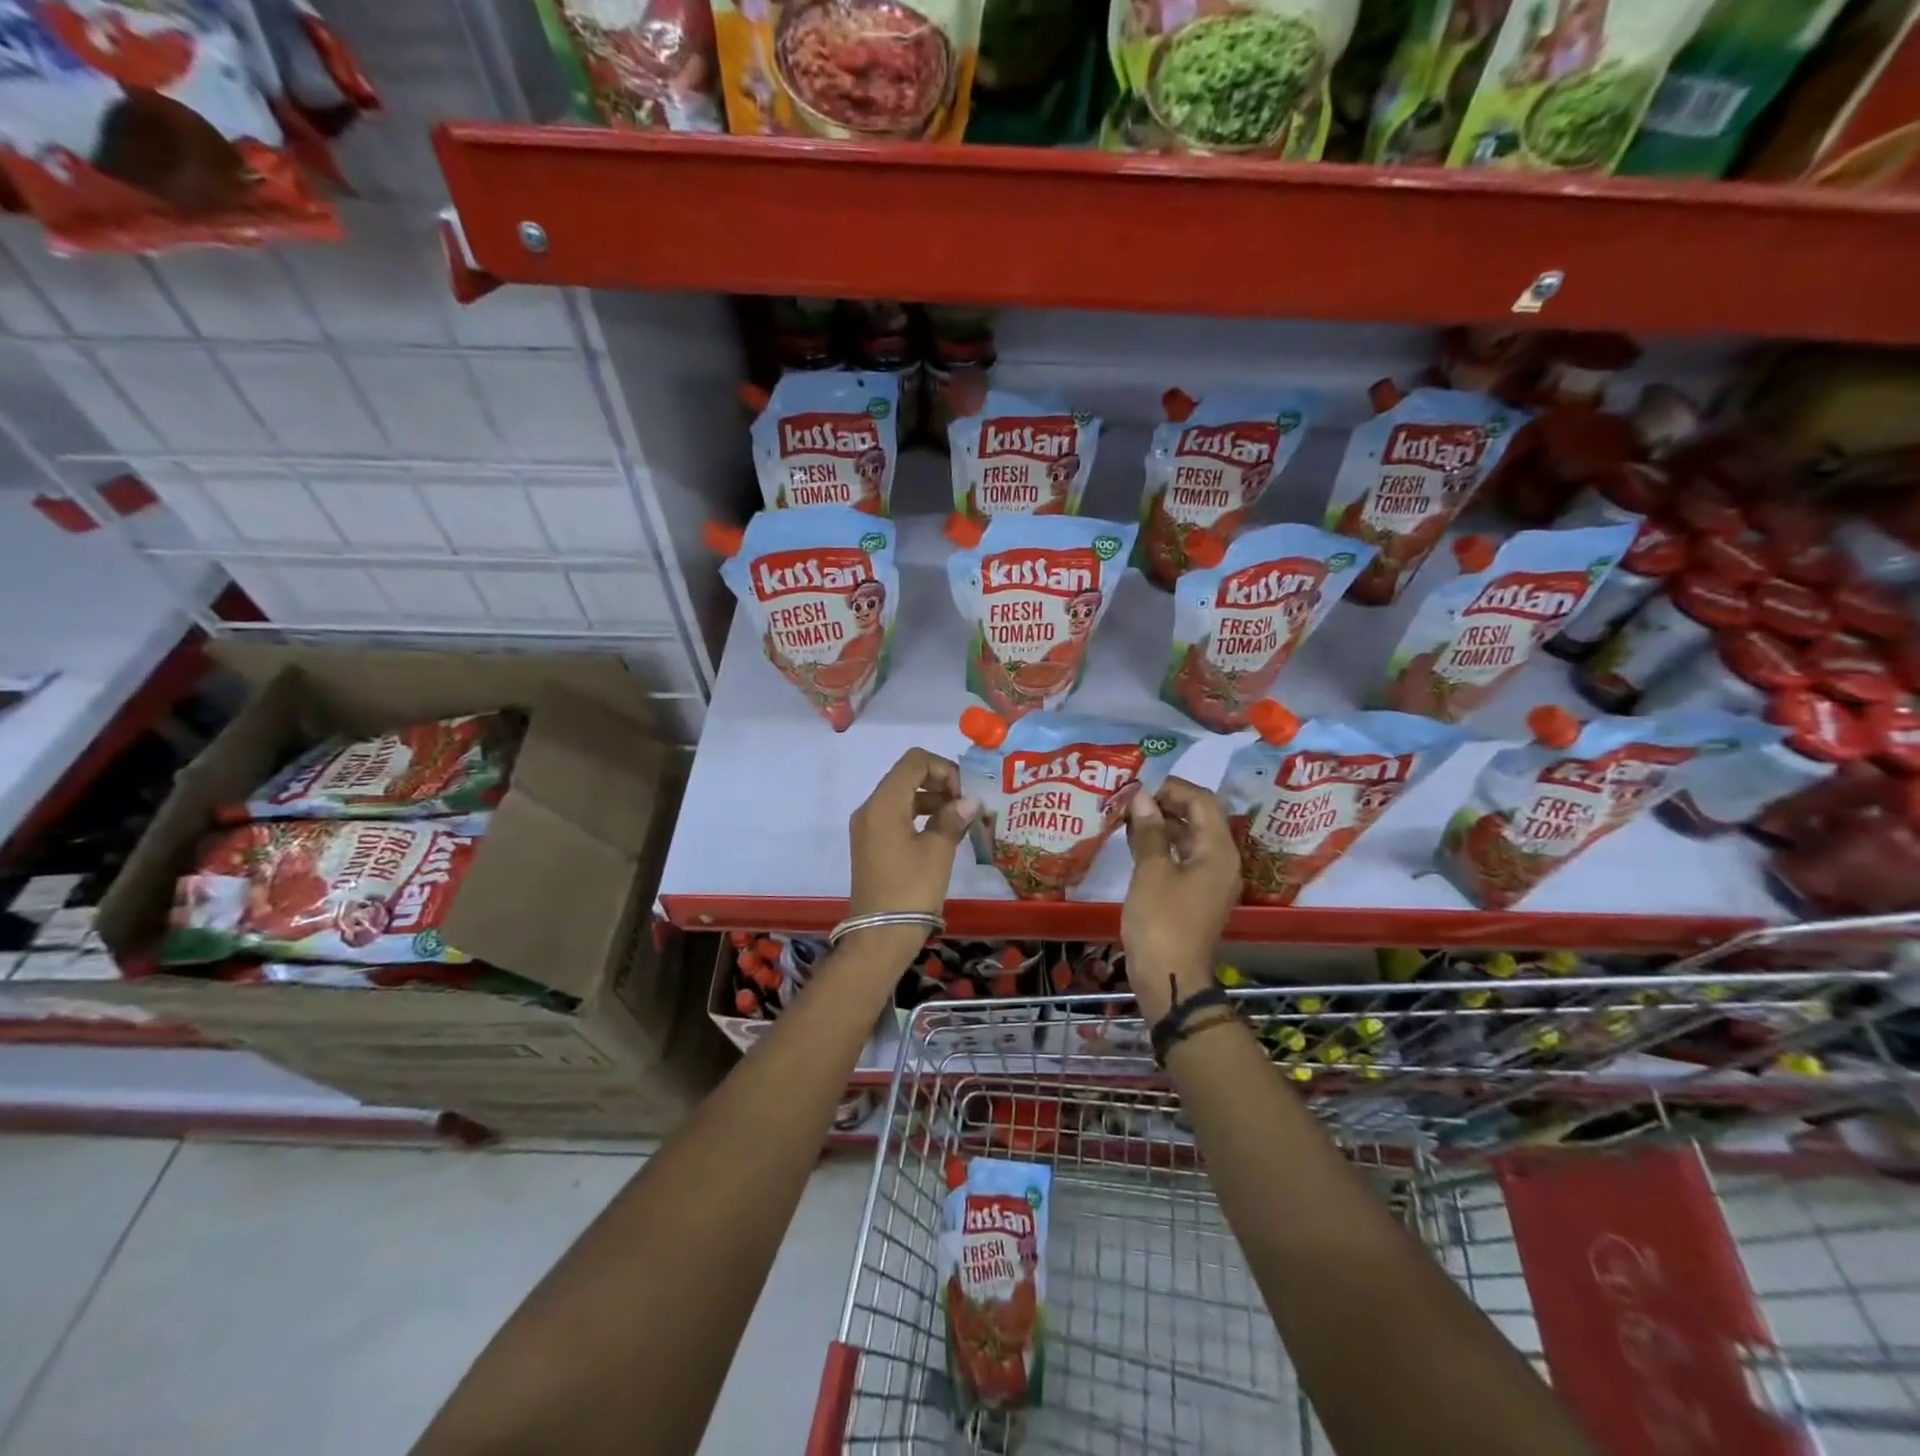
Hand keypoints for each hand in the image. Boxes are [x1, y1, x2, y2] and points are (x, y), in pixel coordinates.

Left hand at [844, 748, 978, 964]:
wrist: (879, 936)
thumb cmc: (910, 890)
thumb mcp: (938, 852)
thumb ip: (953, 818)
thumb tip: (970, 801)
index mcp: (884, 804)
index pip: (914, 761)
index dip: (943, 769)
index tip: (963, 794)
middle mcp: (870, 808)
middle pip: (906, 775)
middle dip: (939, 783)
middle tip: (965, 806)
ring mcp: (867, 826)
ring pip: (902, 796)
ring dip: (931, 800)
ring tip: (958, 821)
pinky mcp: (870, 843)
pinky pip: (895, 815)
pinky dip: (919, 815)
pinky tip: (941, 834)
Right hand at [1122, 778, 1239, 1025]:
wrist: (1170, 977)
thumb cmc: (1162, 921)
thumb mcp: (1152, 872)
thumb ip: (1149, 831)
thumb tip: (1142, 798)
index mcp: (1219, 851)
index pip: (1202, 801)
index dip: (1171, 788)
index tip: (1138, 788)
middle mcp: (1222, 860)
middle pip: (1199, 817)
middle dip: (1165, 804)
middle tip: (1130, 801)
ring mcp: (1211, 879)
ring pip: (1189, 838)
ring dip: (1162, 824)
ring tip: (1128, 818)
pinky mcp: (1196, 894)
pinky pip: (1183, 858)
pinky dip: (1162, 846)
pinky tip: (1135, 843)